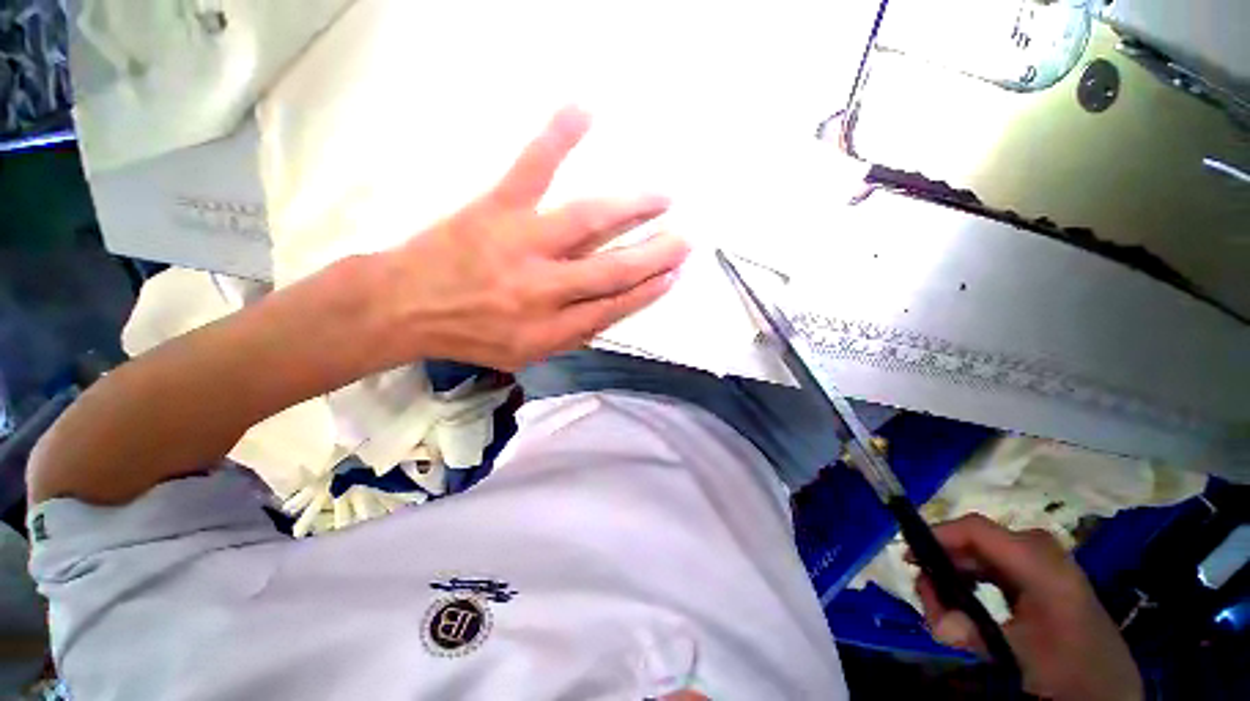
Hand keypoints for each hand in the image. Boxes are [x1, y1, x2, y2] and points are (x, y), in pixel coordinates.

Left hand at [376, 106, 688, 370]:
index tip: (673, 275)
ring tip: (663, 197)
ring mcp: (522, 242)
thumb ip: (570, 335)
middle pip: (612, 269)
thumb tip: (609, 310)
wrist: (404, 307)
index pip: (613, 307)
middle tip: (684, 240)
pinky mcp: (496, 207)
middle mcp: (544, 288)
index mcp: (550, 328)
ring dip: (632, 208)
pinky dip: (558, 136)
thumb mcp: (525, 354)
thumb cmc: (470, 335)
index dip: (648, 290)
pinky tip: (585, 110)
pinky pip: (531, 168)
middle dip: (654, 255)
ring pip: (589, 221)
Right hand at [913, 515, 1142, 700]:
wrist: (1109, 689)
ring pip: (980, 552)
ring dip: (953, 574)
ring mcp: (1042, 563)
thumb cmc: (1069, 671)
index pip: (978, 530)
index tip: (909, 558)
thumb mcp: (1021, 657)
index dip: (937, 535)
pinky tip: (964, 604)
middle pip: (975, 540)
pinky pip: (992, 565)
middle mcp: (1041, 552)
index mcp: (1042, 565)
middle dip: (942, 563)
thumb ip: (973, 633)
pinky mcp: (1039, 576)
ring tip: (943, 609)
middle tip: (926, 597)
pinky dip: (969, 579)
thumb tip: (939, 624)